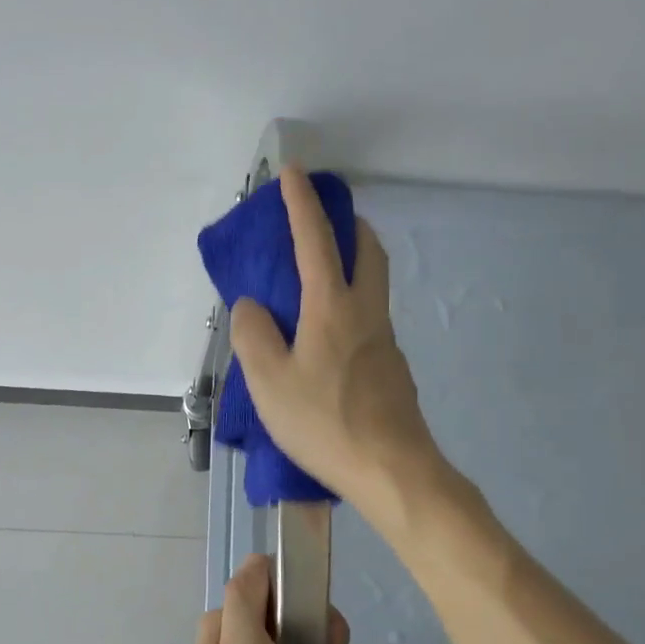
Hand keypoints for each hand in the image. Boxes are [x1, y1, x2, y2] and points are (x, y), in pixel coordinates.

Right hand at [229, 165, 440, 510]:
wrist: (392, 469)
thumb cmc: (324, 422)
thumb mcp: (268, 382)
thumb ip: (253, 335)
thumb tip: (252, 306)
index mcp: (332, 307)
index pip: (316, 240)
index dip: (301, 203)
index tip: (292, 174)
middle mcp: (366, 312)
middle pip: (368, 250)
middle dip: (347, 225)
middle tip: (322, 225)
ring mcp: (385, 340)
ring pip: (374, 283)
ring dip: (353, 263)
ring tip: (318, 280)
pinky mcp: (392, 367)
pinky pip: (371, 318)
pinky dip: (351, 304)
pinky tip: (327, 339)